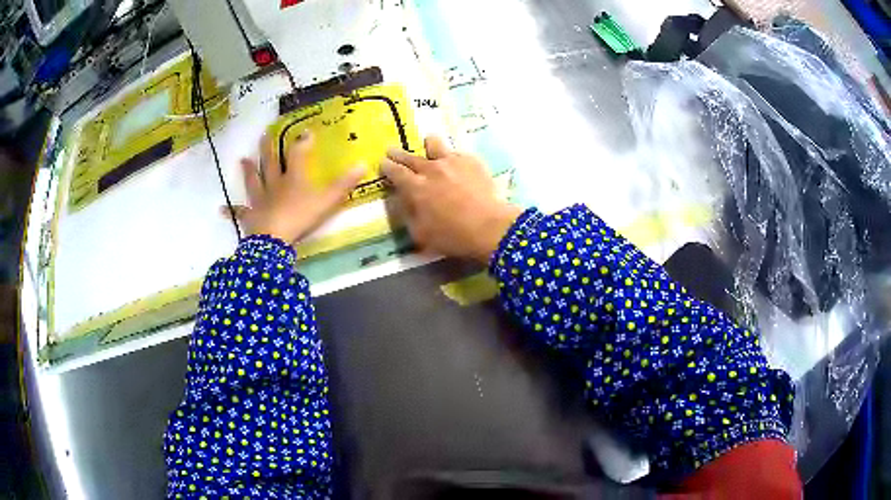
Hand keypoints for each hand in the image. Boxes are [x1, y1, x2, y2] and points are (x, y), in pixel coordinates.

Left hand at [226, 132, 364, 242]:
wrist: (274, 239)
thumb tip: (363, 164)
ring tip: (242, 159)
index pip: (298, 153)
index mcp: (292, 178)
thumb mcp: (327, 201)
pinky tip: (221, 209)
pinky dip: (231, 211)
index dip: (303, 142)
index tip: (306, 131)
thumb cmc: (300, 217)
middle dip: (268, 148)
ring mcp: (260, 200)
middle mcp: (274, 184)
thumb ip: (344, 184)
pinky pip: (240, 213)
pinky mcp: (251, 217)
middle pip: (270, 162)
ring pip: (253, 181)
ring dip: (248, 170)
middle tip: (263, 134)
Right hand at [380, 136, 521, 262]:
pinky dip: (452, 157)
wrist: (489, 227)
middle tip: (392, 150)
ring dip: (428, 145)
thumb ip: (407, 214)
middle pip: (410, 156)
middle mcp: (430, 169)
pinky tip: (456, 163)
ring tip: (428, 144)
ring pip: (434, 144)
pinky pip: (457, 153)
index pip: (395, 172)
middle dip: (398, 153)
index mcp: (415, 187)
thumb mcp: (420, 233)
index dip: (387, 167)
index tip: (383, 163)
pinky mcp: (471, 161)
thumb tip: (401, 200)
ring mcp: (452, 161)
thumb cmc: (452, 236)